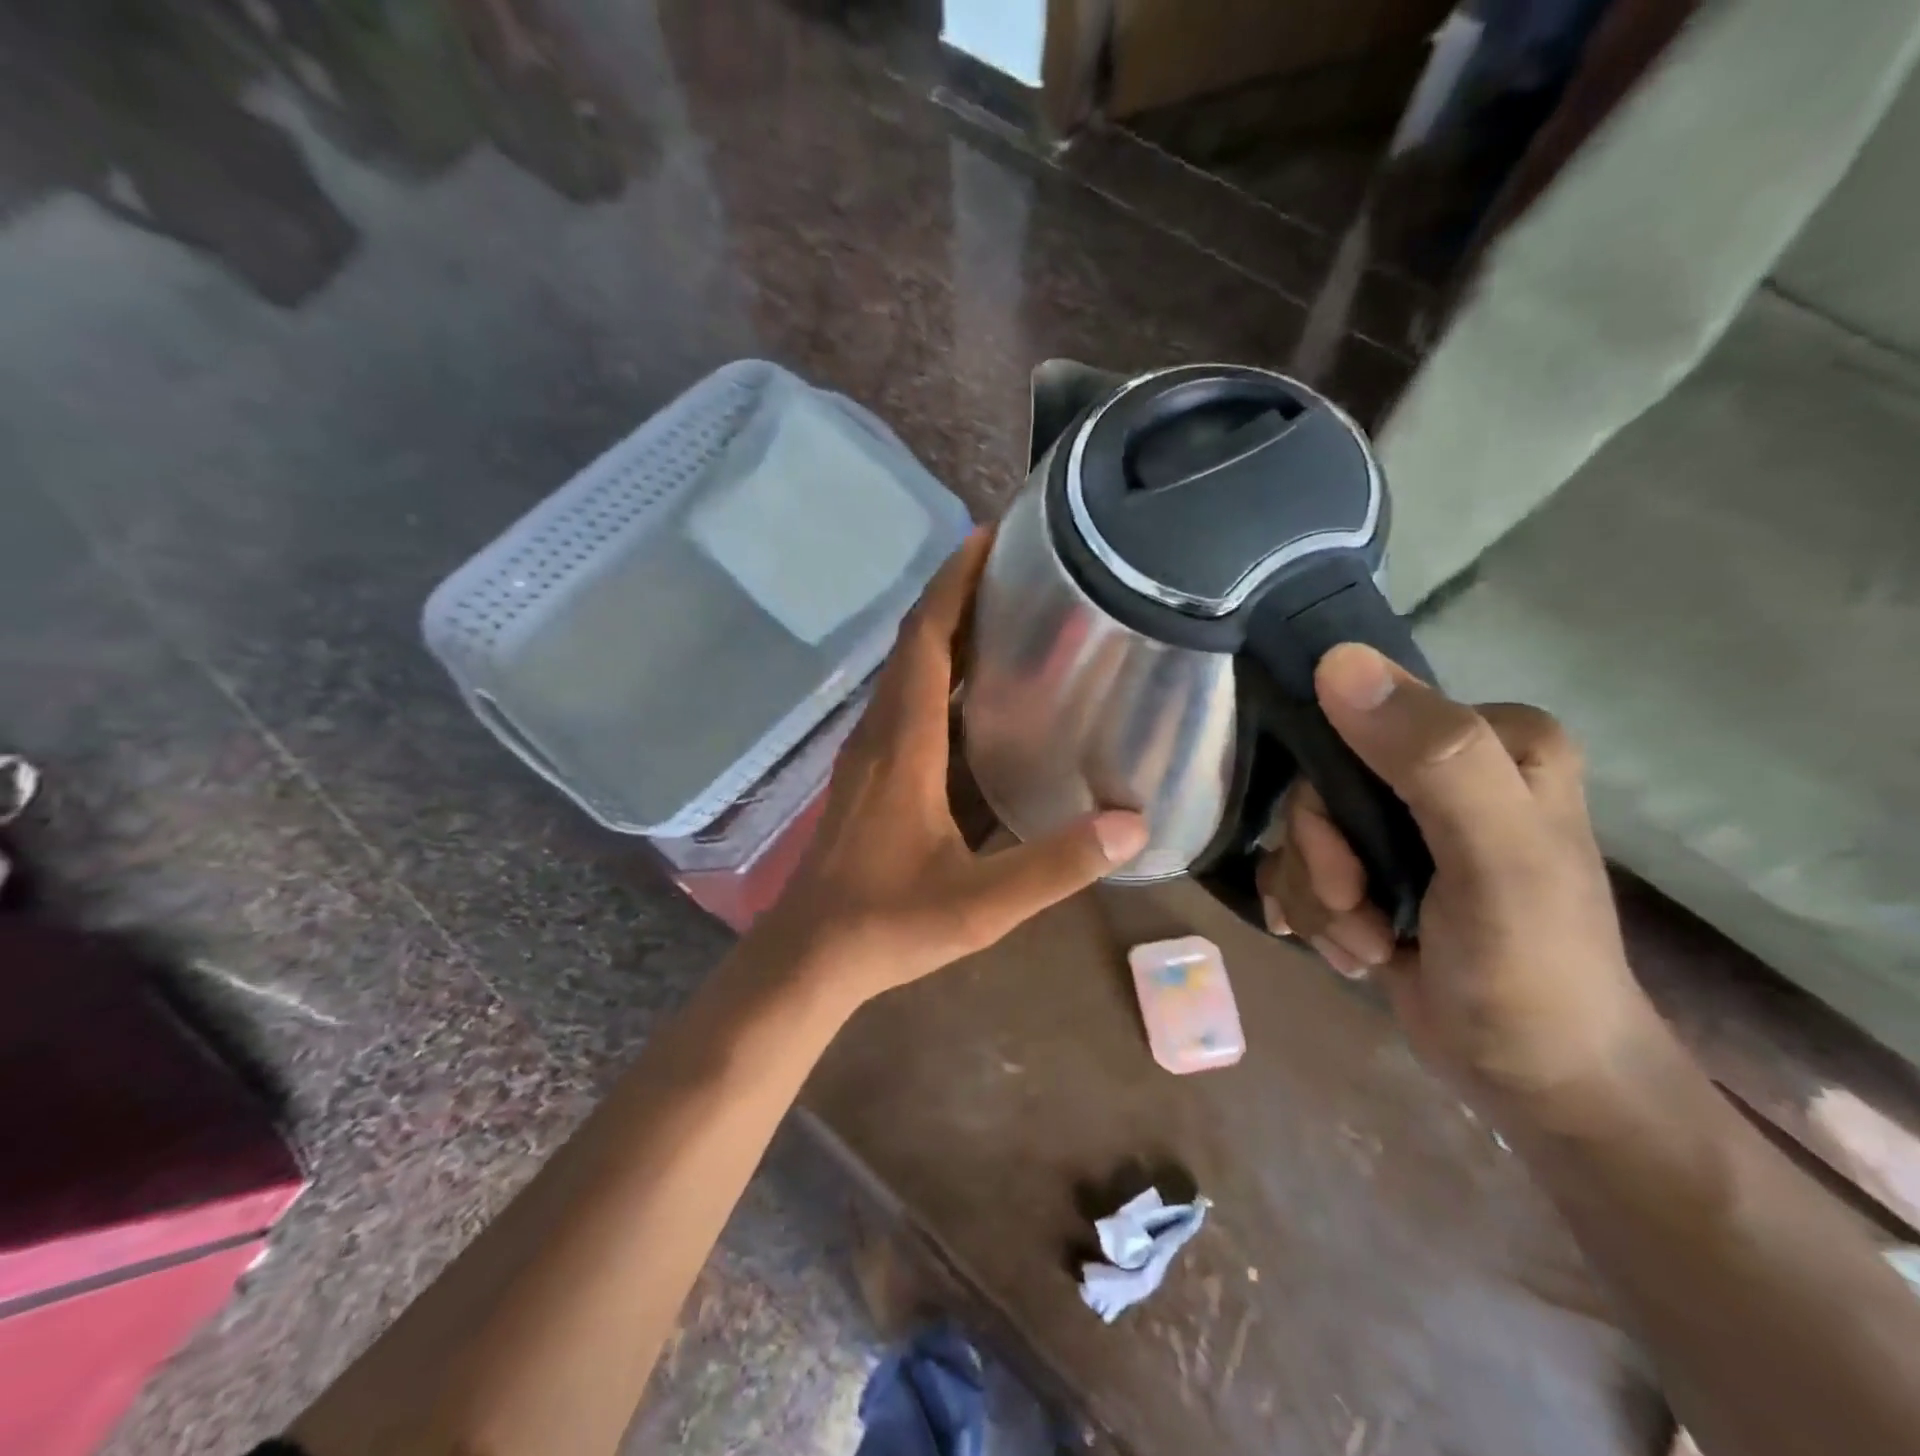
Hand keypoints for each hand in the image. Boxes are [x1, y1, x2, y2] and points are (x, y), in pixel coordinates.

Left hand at [759, 531, 1148, 1005]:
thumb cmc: (887, 923)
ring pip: (907, 673)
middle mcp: (881, 734)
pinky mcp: (868, 776)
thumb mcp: (981, 903)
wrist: (810, 956)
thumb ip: (1056, 865)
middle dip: (957, 597)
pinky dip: (938, 680)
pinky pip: (904, 705)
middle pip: (916, 643)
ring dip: (948, 636)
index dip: (953, 585)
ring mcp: (869, 754)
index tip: (987, 538)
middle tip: (1014, 571)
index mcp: (903, 744)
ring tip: (1003, 618)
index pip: (926, 640)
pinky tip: (975, 697)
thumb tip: (1132, 825)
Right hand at [1257, 644, 1667, 1119]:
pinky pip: (1300, 869)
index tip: (1349, 868)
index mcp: (1490, 740)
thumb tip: (1337, 661)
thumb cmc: (1532, 970)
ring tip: (1369, 945)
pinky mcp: (1376, 868)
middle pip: (1317, 788)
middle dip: (1322, 864)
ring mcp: (1406, 824)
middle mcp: (1443, 770)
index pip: (1355, 723)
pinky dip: (1315, 917)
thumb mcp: (1495, 859)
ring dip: (1320, 901)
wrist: (1538, 1085)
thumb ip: (1431, 756)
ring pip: (1301, 834)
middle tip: (1358, 913)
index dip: (1328, 798)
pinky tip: (1354, 951)